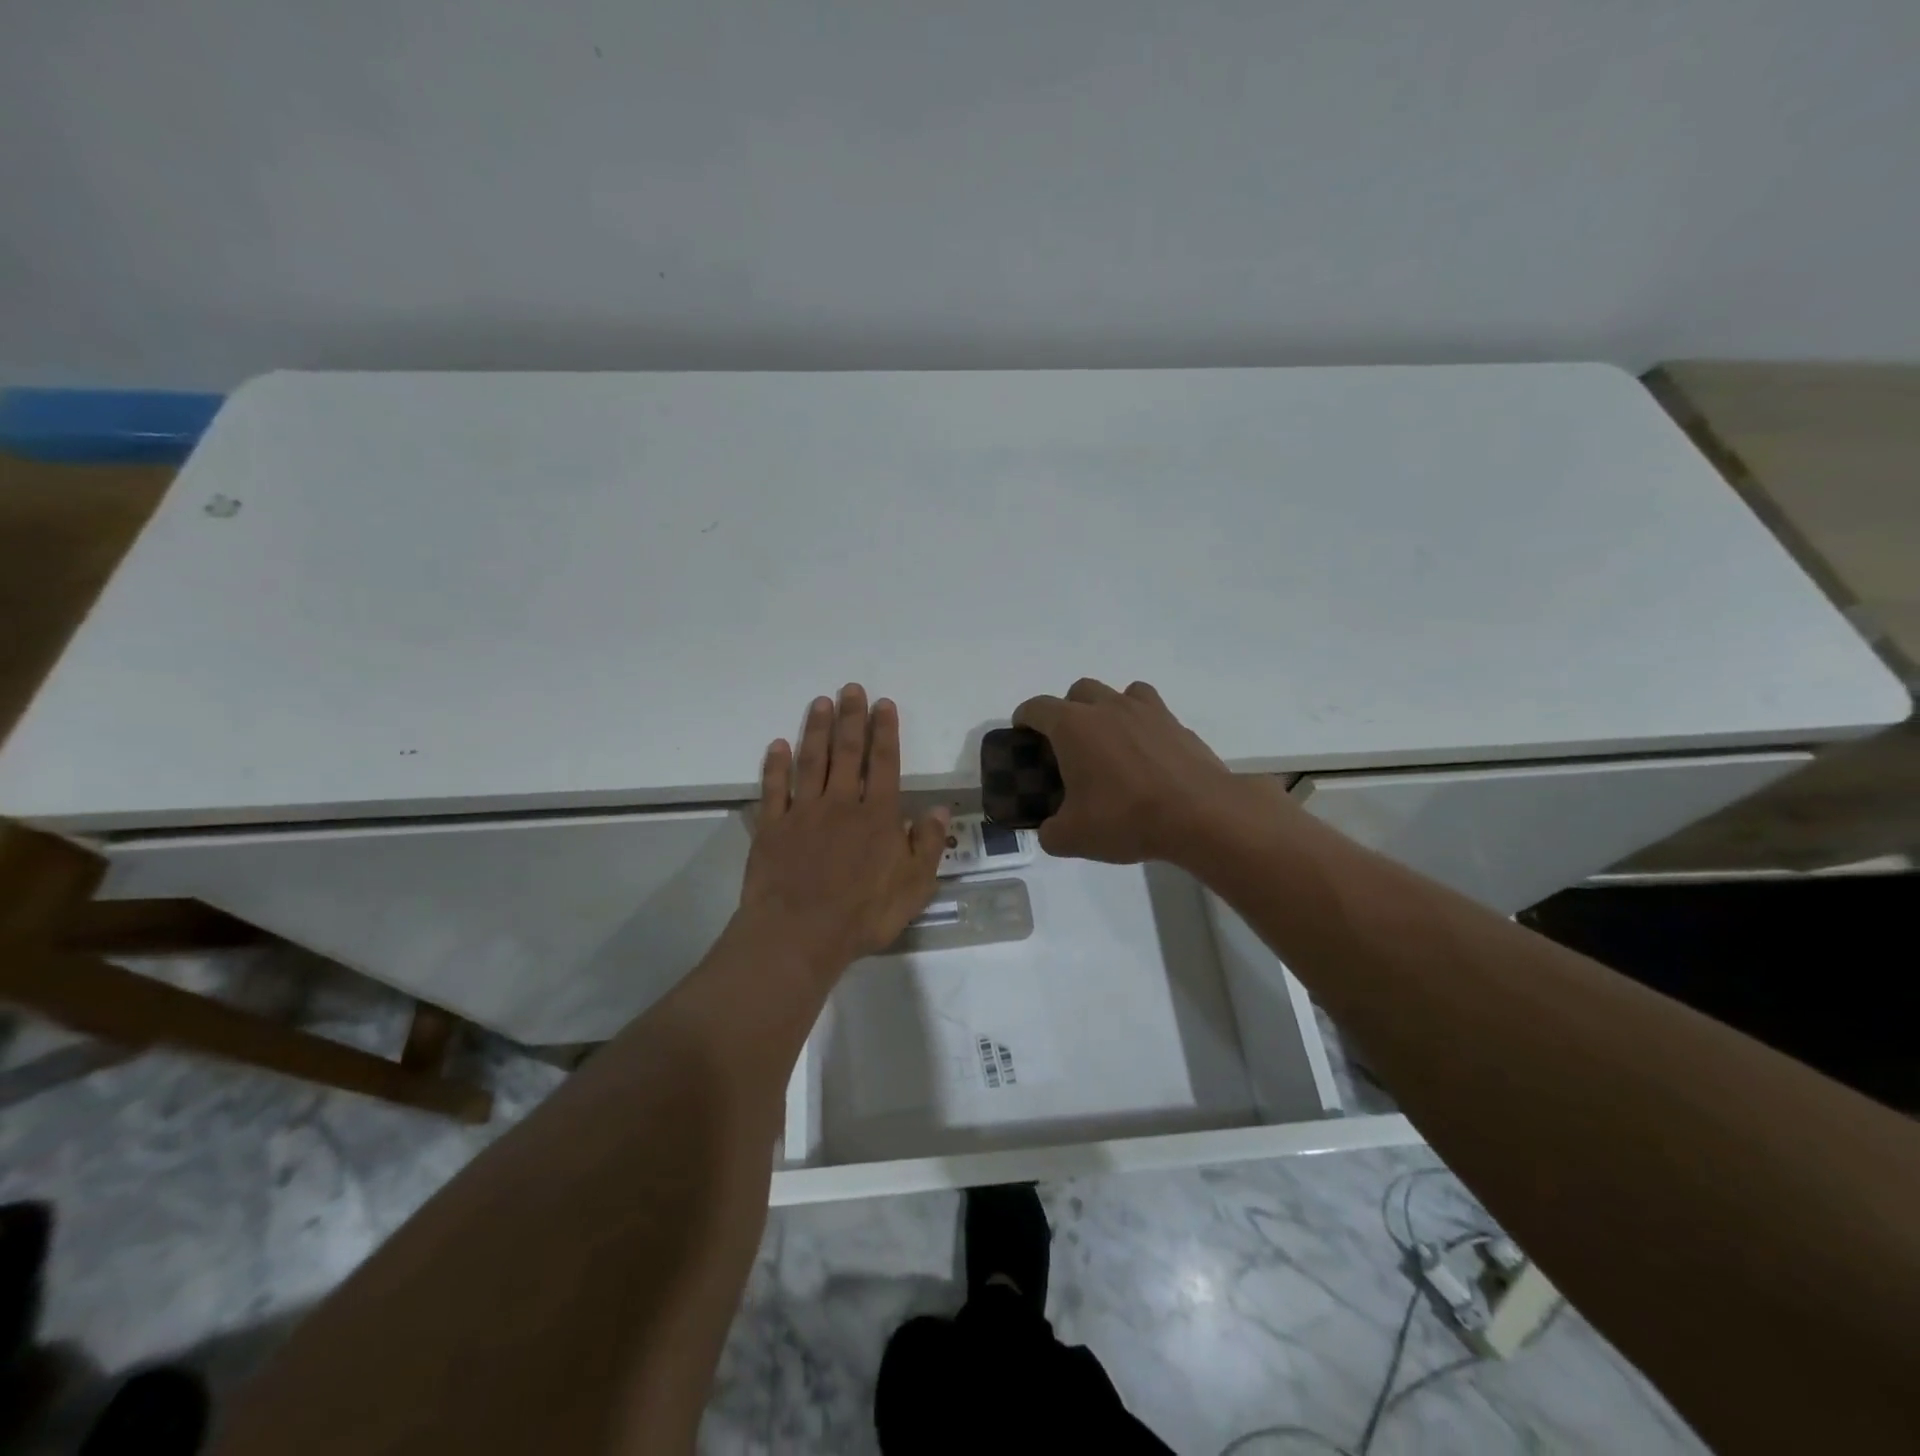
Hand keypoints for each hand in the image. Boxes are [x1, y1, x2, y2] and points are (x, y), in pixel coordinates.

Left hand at [738, 684, 950, 974]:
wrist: (799, 934)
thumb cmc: (864, 914)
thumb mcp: (915, 886)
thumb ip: (928, 845)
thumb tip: (938, 809)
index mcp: (878, 816)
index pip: (884, 764)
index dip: (885, 732)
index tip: (883, 704)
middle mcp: (841, 804)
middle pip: (847, 753)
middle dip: (851, 718)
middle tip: (851, 689)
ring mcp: (803, 813)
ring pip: (810, 762)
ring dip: (816, 730)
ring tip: (820, 702)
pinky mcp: (772, 828)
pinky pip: (774, 789)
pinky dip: (775, 766)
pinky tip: (777, 745)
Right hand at [1012, 678, 1269, 864]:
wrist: (1200, 815)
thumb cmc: (1126, 819)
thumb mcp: (1073, 837)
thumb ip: (1050, 832)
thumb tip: (1050, 830)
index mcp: (1073, 726)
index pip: (1037, 707)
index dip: (1024, 718)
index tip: (1022, 733)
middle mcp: (1107, 707)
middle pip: (1078, 691)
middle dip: (1067, 711)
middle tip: (1068, 745)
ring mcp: (1146, 711)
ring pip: (1118, 692)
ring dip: (1107, 708)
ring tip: (1110, 742)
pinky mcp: (1176, 723)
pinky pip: (1151, 710)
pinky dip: (1142, 723)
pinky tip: (1146, 753)